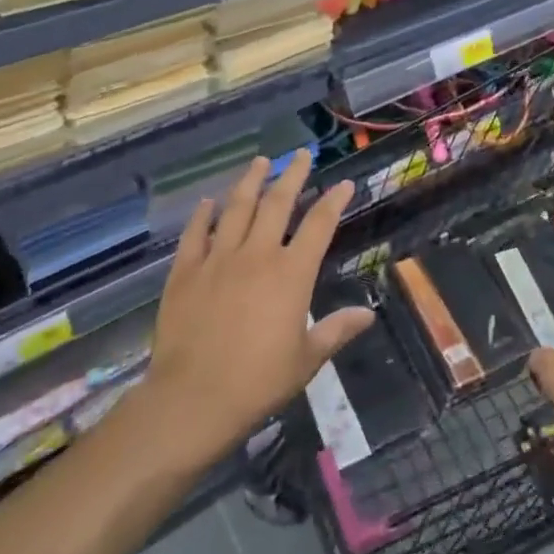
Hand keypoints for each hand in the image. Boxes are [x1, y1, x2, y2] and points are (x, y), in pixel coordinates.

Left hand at [144, 152, 372, 462]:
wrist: (192, 399)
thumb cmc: (257, 382)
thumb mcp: (306, 360)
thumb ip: (336, 330)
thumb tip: (368, 314)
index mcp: (291, 273)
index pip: (319, 225)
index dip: (333, 201)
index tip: (343, 183)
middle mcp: (257, 255)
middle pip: (277, 203)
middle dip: (292, 175)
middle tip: (301, 154)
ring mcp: (218, 259)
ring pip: (237, 208)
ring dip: (250, 181)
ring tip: (260, 161)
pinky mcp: (186, 271)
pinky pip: (195, 234)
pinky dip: (202, 215)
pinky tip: (207, 202)